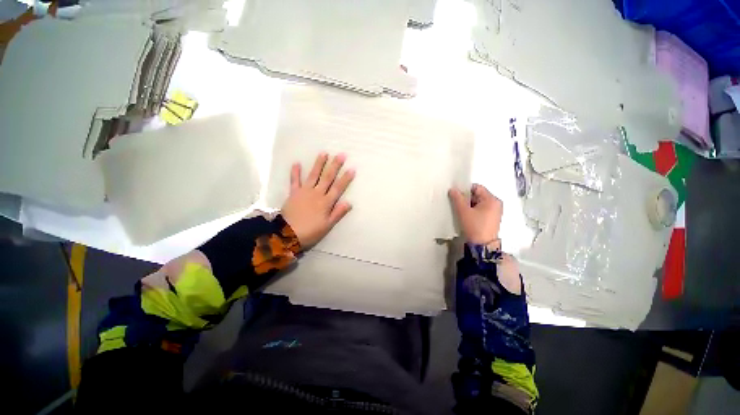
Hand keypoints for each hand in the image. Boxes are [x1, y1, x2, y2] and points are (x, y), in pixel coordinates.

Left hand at [281, 153, 354, 247]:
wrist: (287, 234)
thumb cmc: (310, 231)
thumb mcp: (327, 225)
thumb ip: (338, 213)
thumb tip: (349, 202)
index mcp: (326, 202)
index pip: (338, 188)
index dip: (345, 178)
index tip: (352, 168)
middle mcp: (316, 194)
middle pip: (327, 178)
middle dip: (335, 166)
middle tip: (341, 155)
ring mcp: (304, 192)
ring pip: (313, 175)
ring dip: (319, 164)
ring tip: (323, 153)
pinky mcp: (293, 193)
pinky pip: (294, 181)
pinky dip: (295, 172)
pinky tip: (297, 163)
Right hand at [449, 184, 501, 244]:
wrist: (482, 246)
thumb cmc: (474, 226)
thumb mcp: (463, 211)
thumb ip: (457, 198)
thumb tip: (452, 189)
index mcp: (492, 199)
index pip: (477, 187)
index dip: (465, 189)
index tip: (456, 194)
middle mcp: (496, 203)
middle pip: (478, 195)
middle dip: (467, 198)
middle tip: (456, 203)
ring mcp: (495, 212)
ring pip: (479, 203)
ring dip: (469, 205)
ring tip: (460, 210)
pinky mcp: (492, 219)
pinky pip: (481, 209)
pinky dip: (473, 210)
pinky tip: (466, 216)